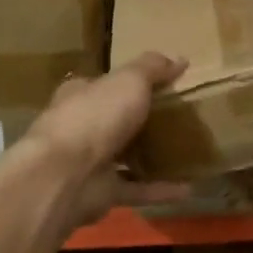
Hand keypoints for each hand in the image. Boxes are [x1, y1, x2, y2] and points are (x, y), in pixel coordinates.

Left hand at [22, 51, 191, 226]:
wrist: (64, 176)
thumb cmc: (94, 117)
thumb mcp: (129, 81)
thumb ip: (152, 69)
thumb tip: (180, 59)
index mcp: (81, 95)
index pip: (104, 85)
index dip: (130, 83)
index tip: (161, 85)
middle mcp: (81, 127)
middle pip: (115, 121)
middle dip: (142, 121)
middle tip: (181, 119)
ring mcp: (88, 163)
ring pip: (125, 158)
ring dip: (151, 157)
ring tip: (186, 154)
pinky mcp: (100, 193)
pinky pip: (136, 189)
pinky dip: (159, 190)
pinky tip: (188, 188)